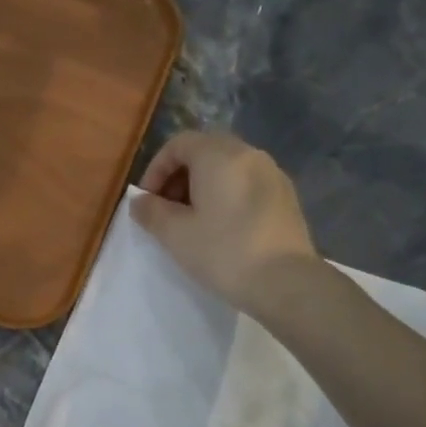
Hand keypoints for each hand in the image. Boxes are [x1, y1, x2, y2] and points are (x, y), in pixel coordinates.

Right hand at [130, 130, 317, 313]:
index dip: (155, 169)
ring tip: (193, 222)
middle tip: (167, 211)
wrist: (286, 283)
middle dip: (179, 177)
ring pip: (228, 167)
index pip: (178, 144)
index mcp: (219, 155)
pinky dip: (227, 195)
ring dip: (203, 187)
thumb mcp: (176, 234)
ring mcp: (273, 174)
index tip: (147, 201)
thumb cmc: (224, 252)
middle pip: (205, 151)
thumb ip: (151, 211)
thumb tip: (138, 200)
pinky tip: (223, 229)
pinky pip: (247, 184)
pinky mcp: (286, 197)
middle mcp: (249, 154)